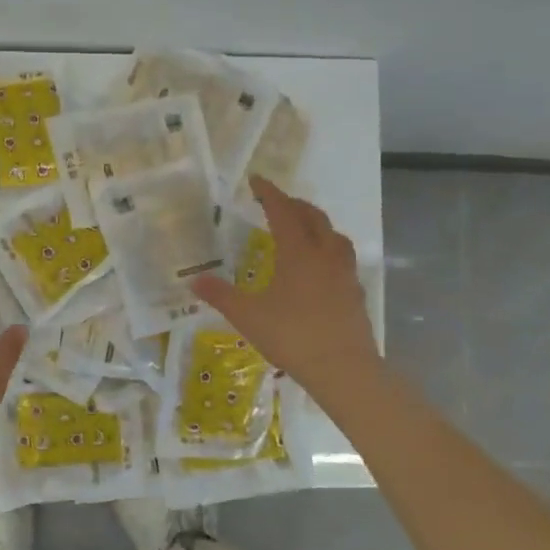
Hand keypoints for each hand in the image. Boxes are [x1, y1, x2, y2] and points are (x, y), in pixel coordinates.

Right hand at [191, 176, 378, 400]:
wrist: (343, 369)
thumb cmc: (292, 336)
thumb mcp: (247, 316)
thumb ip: (221, 295)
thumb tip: (194, 280)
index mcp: (298, 253)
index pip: (283, 212)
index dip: (269, 193)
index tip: (257, 180)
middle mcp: (325, 255)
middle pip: (313, 218)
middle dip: (295, 205)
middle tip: (277, 202)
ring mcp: (344, 274)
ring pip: (334, 236)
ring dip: (318, 225)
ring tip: (304, 229)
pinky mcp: (355, 293)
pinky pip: (343, 260)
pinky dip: (329, 251)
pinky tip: (320, 268)